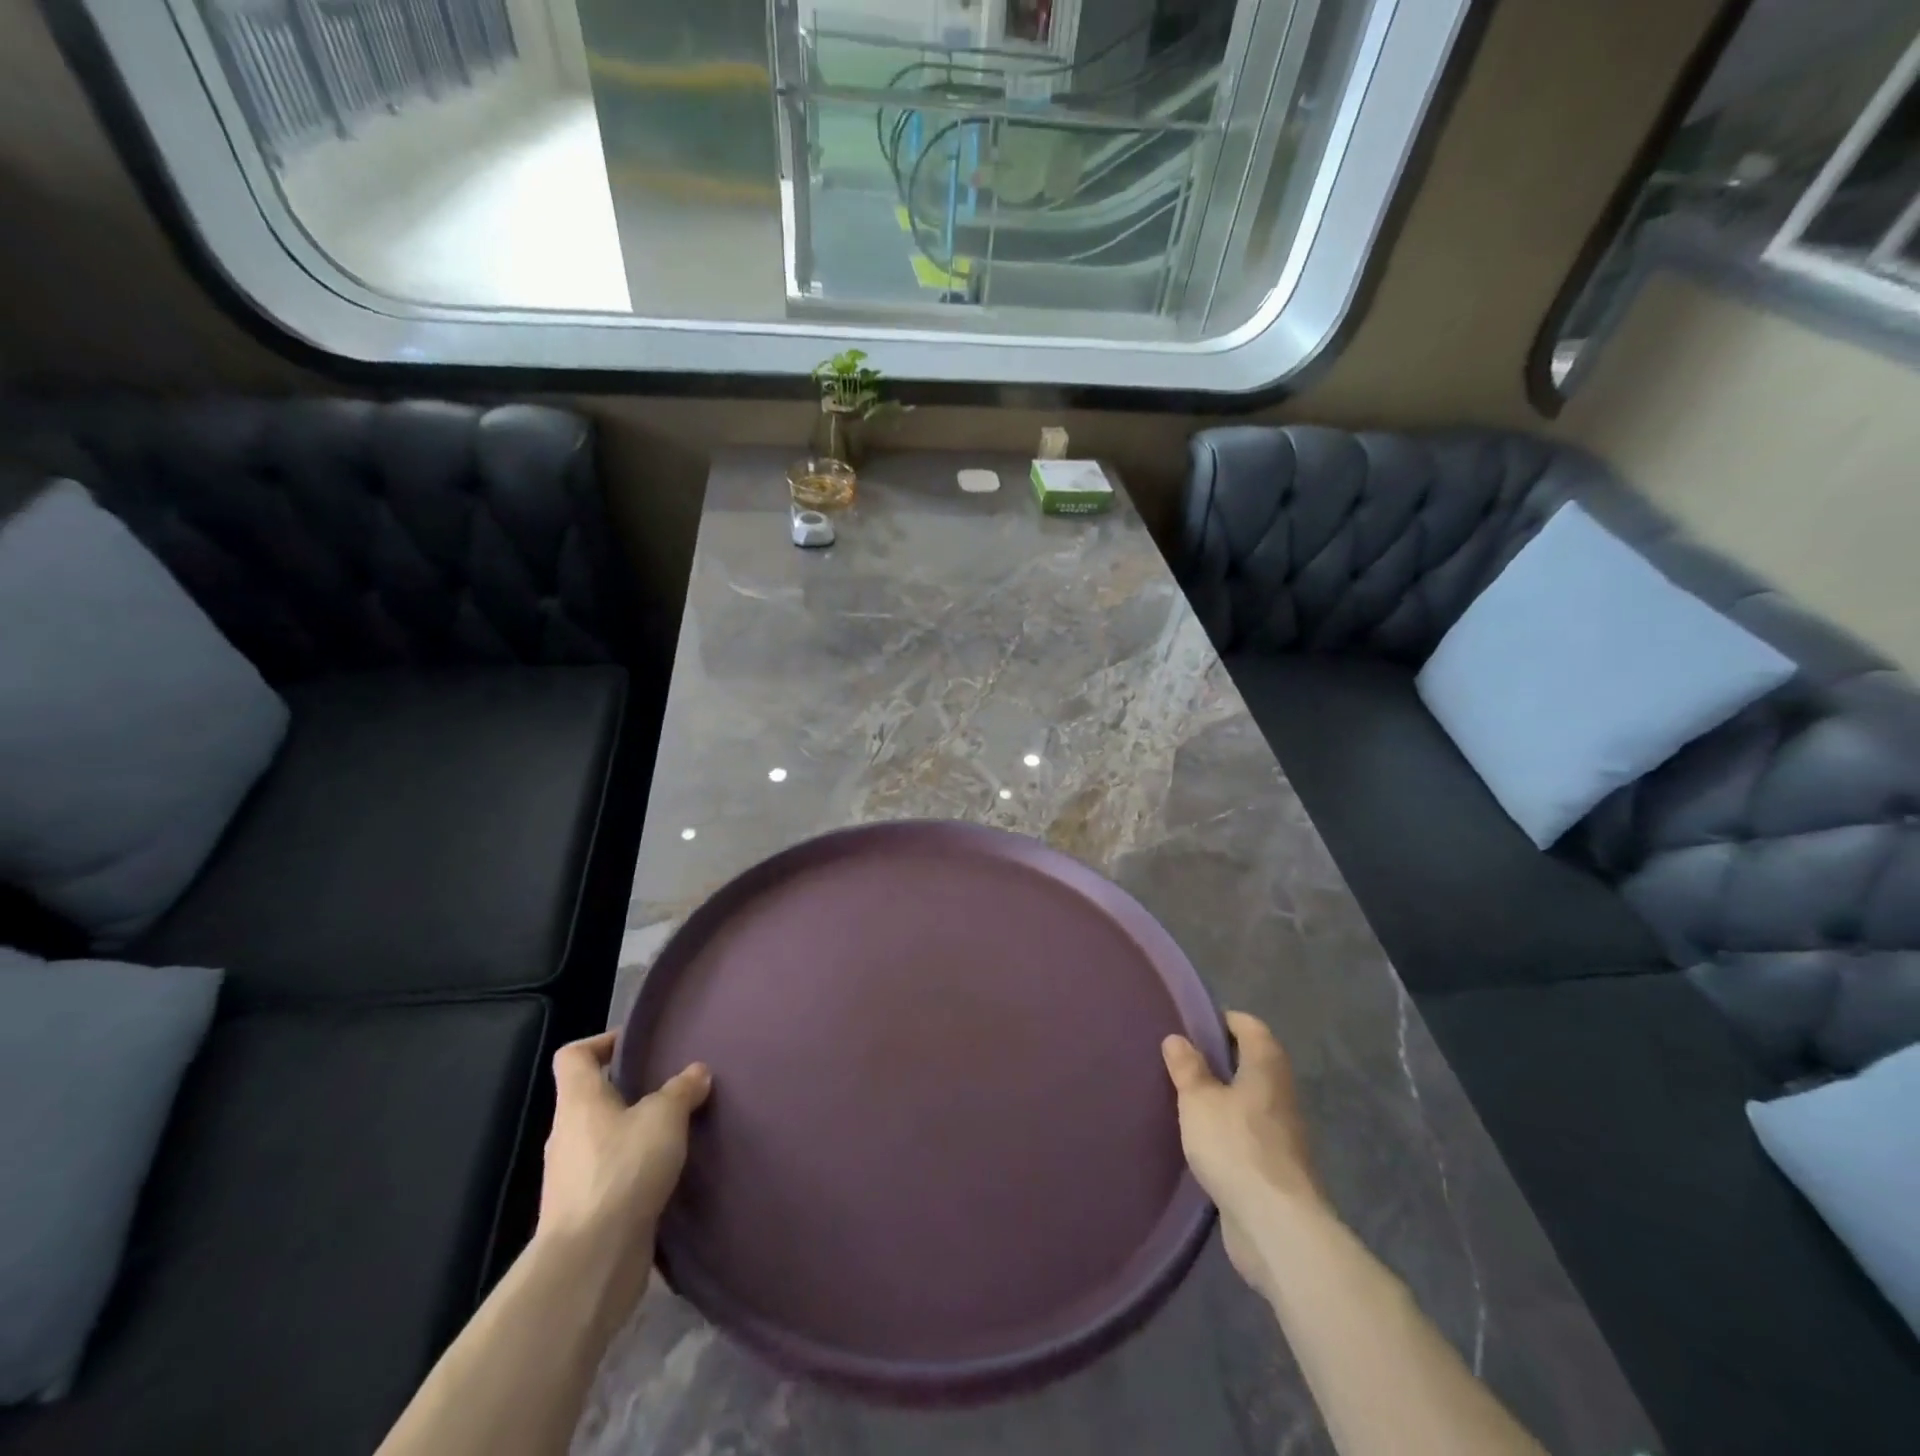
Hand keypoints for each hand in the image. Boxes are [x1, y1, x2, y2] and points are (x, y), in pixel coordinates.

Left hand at [539, 1032, 710, 1269]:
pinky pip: (614, 1177)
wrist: (591, 1262)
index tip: (637, 1046)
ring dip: (637, 1135)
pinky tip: (670, 1175)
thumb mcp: (664, 1117)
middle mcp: (568, 1135)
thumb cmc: (622, 1170)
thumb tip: (696, 1072)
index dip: (601, 1043)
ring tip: (678, 1132)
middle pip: (592, 1099)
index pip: (573, 1056)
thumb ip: (682, 1090)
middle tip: (672, 1089)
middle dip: (630, 1092)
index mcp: (578, 1102)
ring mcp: (574, 1178)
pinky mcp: (588, 1213)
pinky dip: (638, 1172)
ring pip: (606, 1140)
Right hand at [1162, 1011, 1322, 1302]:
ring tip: (1188, 1098)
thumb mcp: (1198, 1100)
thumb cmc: (1235, 1146)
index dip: (1223, 1021)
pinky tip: (1203, 1140)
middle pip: (1253, 1062)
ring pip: (1251, 1099)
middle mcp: (1281, 1093)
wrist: (1276, 1226)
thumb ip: (1188, 1068)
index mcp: (1266, 1066)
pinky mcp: (1278, 1167)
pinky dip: (1230, 1129)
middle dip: (1222, 1060)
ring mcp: (1284, 1132)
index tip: (1193, 1026)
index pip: (1250, 1026)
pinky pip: (1250, 1133)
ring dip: (1225, 1097)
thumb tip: (1178, 1038)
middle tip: (1183, 1061)